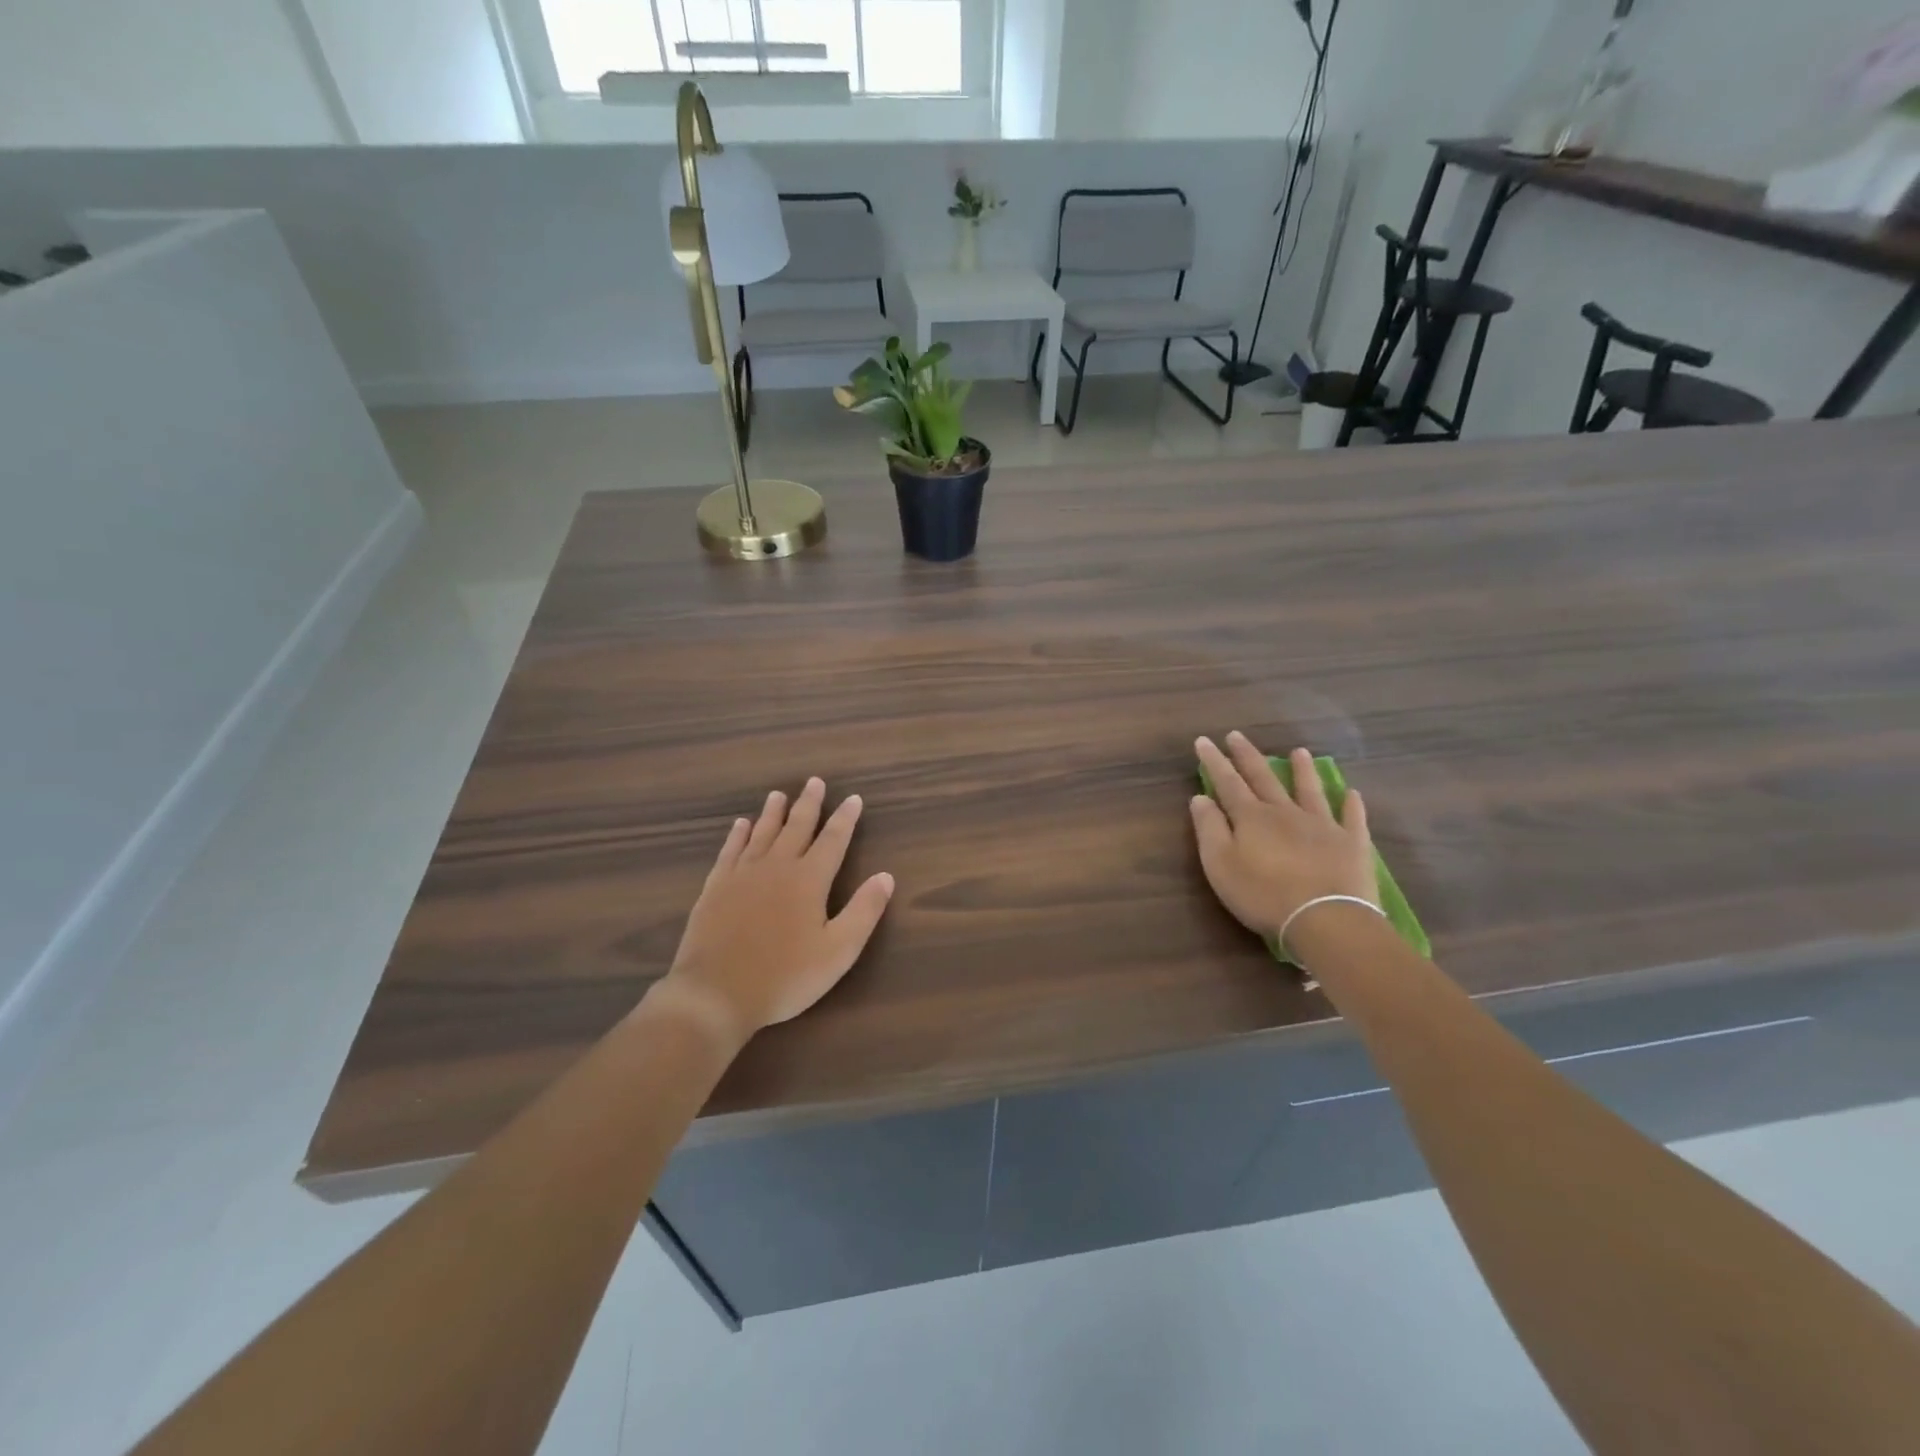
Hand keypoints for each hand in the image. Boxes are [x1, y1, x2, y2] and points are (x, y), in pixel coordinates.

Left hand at [656, 779, 894, 1046]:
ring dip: (773, 813)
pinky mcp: (715, 888)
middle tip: (815, 782)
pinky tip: (740, 826)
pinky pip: (730, 851)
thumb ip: (864, 911)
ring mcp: (742, 875)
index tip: (854, 799)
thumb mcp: (838, 951)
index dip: (845, 819)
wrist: (715, 994)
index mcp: (809, 880)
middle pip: (796, 827)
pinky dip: (738, 835)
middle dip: (809, 804)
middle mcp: (776, 867)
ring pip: (762, 833)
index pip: (833, 840)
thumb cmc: (785, 977)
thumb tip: (886, 876)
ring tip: (779, 794)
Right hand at [1190, 733, 1376, 939]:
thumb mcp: (1220, 865)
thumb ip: (1209, 828)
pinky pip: (1351, 818)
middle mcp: (1285, 812)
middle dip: (1248, 756)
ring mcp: (1322, 825)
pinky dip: (1351, 804)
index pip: (1227, 782)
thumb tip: (1200, 797)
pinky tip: (1352, 792)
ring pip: (1309, 790)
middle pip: (1264, 778)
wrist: (1325, 919)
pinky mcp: (1351, 844)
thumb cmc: (1263, 895)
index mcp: (1251, 817)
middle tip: (1237, 735)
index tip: (1204, 740)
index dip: (1214, 761)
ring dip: (1302, 770)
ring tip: (1298, 751)